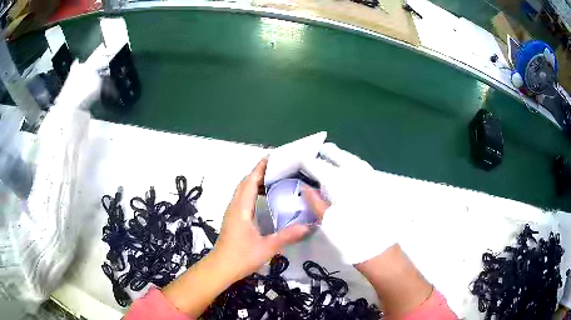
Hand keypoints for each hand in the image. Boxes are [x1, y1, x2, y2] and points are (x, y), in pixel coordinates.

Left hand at [162, 158, 309, 316]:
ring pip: (242, 190)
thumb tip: (308, 226)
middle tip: (279, 167)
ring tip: (274, 179)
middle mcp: (235, 206)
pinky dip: (252, 191)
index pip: (250, 181)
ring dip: (255, 181)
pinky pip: (242, 198)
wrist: (220, 268)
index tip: (273, 157)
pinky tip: (264, 198)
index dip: (260, 168)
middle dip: (259, 172)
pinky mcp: (232, 219)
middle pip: (245, 182)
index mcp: (241, 208)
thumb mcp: (267, 248)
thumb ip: (287, 236)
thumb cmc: (241, 257)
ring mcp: (232, 212)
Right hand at [301, 143, 398, 263]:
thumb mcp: (329, 223)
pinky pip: (365, 170)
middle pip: (342, 160)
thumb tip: (305, 187)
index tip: (303, 159)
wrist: (380, 251)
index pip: (323, 169)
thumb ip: (317, 203)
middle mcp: (358, 179)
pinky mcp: (380, 189)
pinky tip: (352, 167)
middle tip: (320, 150)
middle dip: (331, 154)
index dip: (312, 164)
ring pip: (356, 163)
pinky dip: (356, 164)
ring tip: (334, 154)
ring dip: (344, 156)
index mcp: (343, 187)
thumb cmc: (351, 239)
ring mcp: (371, 182)